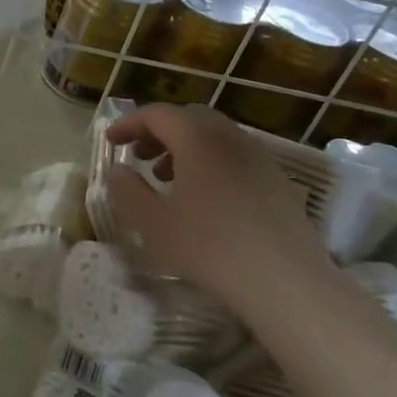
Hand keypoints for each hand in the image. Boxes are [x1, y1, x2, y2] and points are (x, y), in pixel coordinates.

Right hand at [106, 103, 331, 309]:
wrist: (285, 281)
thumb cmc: (209, 247)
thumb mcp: (152, 222)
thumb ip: (127, 190)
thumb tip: (119, 171)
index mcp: (198, 138)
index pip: (157, 114)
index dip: (129, 123)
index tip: (110, 141)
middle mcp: (230, 137)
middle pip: (188, 118)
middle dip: (159, 132)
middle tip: (138, 155)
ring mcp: (259, 157)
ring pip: (214, 136)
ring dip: (185, 148)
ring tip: (167, 178)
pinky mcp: (277, 181)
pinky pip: (235, 156)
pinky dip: (210, 162)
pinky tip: (204, 198)